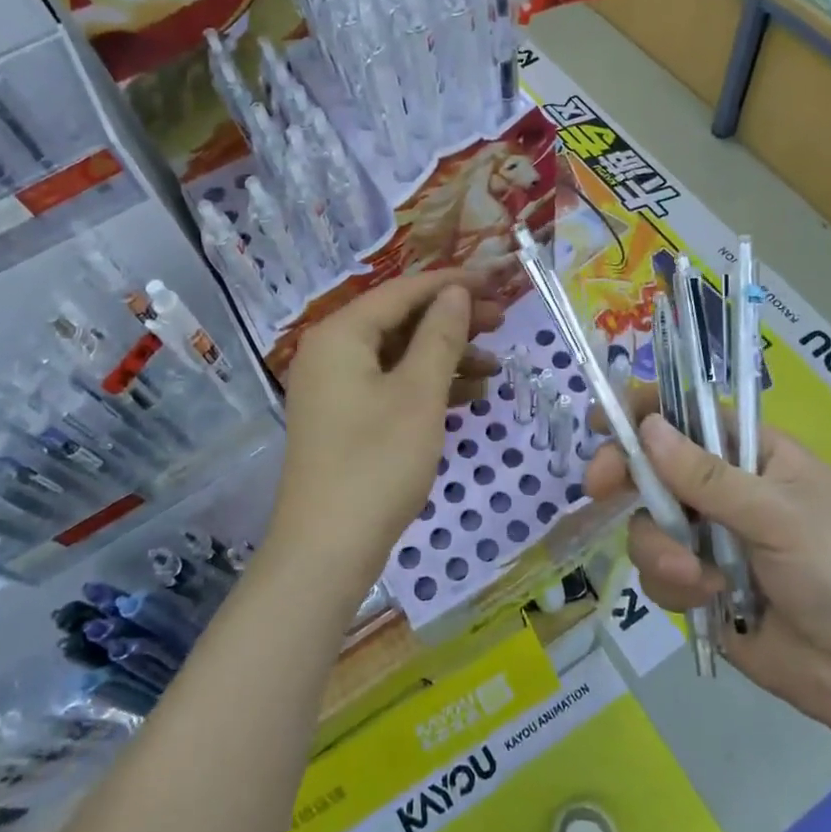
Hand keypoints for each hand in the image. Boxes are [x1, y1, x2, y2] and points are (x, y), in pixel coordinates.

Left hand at [274, 272, 503, 593]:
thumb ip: (440, 335)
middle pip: (400, 320)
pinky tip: (471, 395)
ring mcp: (335, 388)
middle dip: (452, 320)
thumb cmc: (377, 463)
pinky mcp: (345, 419)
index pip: (402, 291)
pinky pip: (392, 385)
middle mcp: (331, 352)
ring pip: (399, 355)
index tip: (497, 281)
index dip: (452, 283)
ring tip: (496, 365)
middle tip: (502, 321)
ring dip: (446, 356)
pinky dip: (429, 386)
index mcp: (340, 334)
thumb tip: (456, 293)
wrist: (327, 550)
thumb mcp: (419, 394)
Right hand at [585, 390, 830, 752]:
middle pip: (653, 466)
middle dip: (625, 475)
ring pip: (647, 522)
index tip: (604, 422)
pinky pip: (657, 571)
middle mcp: (723, 491)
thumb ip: (709, 477)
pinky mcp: (698, 586)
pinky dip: (672, 584)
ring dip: (657, 545)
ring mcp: (707, 539)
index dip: (644, 412)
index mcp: (752, 455)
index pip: (689, 416)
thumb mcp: (780, 515)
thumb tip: (647, 428)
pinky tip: (708, 599)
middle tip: (599, 486)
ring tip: (693, 575)